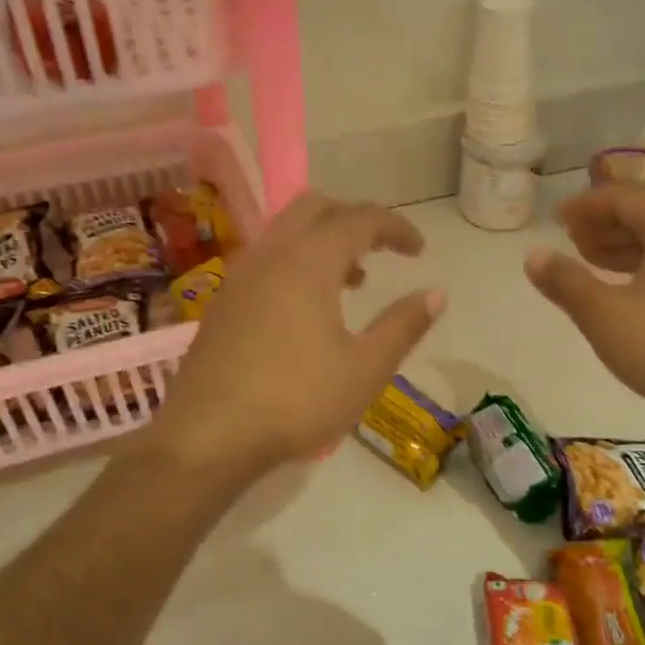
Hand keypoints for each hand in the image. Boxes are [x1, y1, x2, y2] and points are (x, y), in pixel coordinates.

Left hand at [144, 193, 444, 478]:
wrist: (208, 436)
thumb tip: (436, 294)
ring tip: (352, 280)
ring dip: (322, 240)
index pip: (359, 219)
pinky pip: (266, 259)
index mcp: (308, 262)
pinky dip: (296, 262)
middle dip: (353, 218)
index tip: (419, 249)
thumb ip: (403, 326)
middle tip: (382, 249)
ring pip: (285, 232)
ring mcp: (239, 277)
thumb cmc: (297, 401)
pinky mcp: (222, 303)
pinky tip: (307, 308)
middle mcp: (270, 255)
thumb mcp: (365, 369)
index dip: (395, 227)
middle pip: (314, 207)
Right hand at [524, 184, 644, 436]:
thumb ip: (565, 281)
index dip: (586, 206)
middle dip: (605, 225)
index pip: (624, 197)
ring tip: (592, 265)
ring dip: (625, 246)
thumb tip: (533, 255)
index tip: (556, 220)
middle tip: (571, 243)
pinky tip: (630, 291)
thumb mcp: (603, 316)